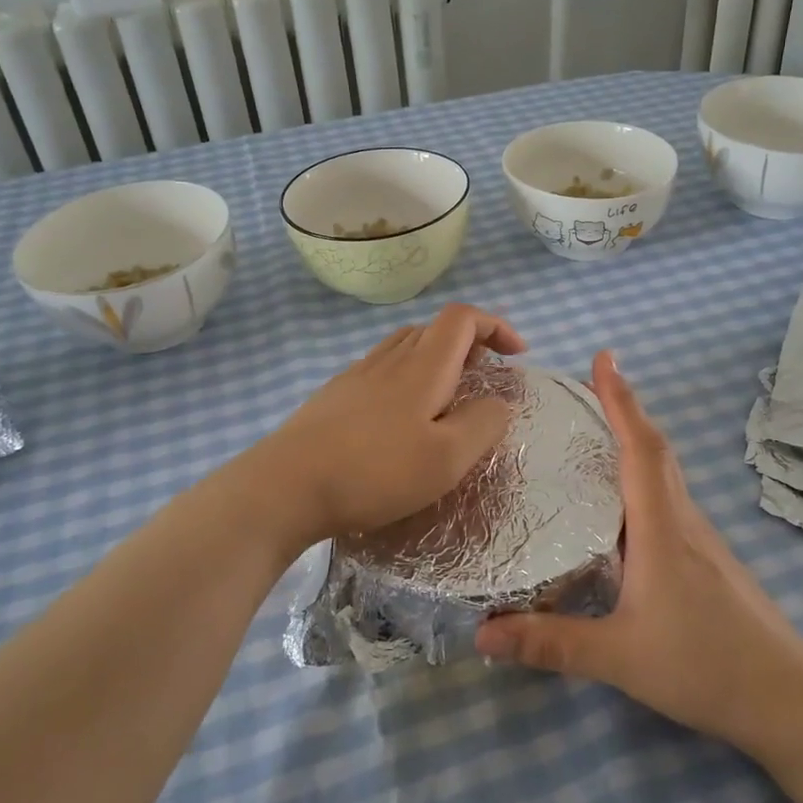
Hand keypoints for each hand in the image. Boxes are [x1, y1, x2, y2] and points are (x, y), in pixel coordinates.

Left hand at [249, 303, 527, 546]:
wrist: (286, 485)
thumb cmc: (375, 471)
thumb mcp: (447, 458)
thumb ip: (483, 424)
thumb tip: (499, 402)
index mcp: (423, 365)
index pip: (463, 317)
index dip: (495, 325)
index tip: (517, 356)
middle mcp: (390, 358)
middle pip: (434, 328)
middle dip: (469, 344)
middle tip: (485, 381)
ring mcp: (357, 374)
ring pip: (406, 347)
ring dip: (437, 360)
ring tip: (447, 399)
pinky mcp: (335, 396)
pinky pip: (382, 370)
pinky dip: (407, 378)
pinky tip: (401, 419)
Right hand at [475, 351, 802, 755]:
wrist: (787, 697)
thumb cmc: (705, 665)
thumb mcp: (619, 657)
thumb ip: (551, 643)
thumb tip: (481, 635)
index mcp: (661, 529)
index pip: (641, 448)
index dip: (621, 400)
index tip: (604, 357)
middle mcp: (682, 521)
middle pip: (655, 450)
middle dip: (624, 409)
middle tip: (588, 386)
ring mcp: (699, 540)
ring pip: (664, 475)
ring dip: (635, 441)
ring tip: (594, 432)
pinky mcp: (705, 560)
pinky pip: (668, 500)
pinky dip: (642, 479)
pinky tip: (620, 505)